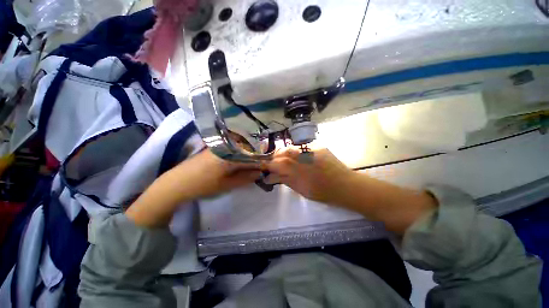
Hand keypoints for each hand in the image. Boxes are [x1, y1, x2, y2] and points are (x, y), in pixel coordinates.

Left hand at [177, 149, 262, 199]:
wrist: (177, 183)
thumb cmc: (204, 184)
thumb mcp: (228, 184)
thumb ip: (246, 177)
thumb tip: (260, 173)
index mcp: (232, 153)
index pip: (253, 155)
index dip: (262, 162)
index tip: (267, 168)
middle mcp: (228, 145)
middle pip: (248, 149)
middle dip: (256, 159)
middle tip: (260, 169)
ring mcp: (221, 145)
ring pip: (241, 149)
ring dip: (248, 157)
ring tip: (251, 167)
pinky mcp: (216, 148)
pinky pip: (233, 149)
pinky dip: (239, 156)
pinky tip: (240, 163)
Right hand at [265, 147, 436, 233]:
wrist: (347, 186)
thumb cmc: (324, 193)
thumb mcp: (301, 190)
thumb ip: (285, 181)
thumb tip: (270, 177)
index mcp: (298, 171)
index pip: (275, 164)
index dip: (267, 165)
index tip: (263, 168)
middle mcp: (302, 157)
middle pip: (281, 153)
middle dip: (273, 157)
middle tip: (272, 164)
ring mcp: (311, 150)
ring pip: (290, 148)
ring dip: (283, 153)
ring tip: (282, 160)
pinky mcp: (318, 147)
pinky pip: (301, 148)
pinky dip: (294, 152)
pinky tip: (296, 157)